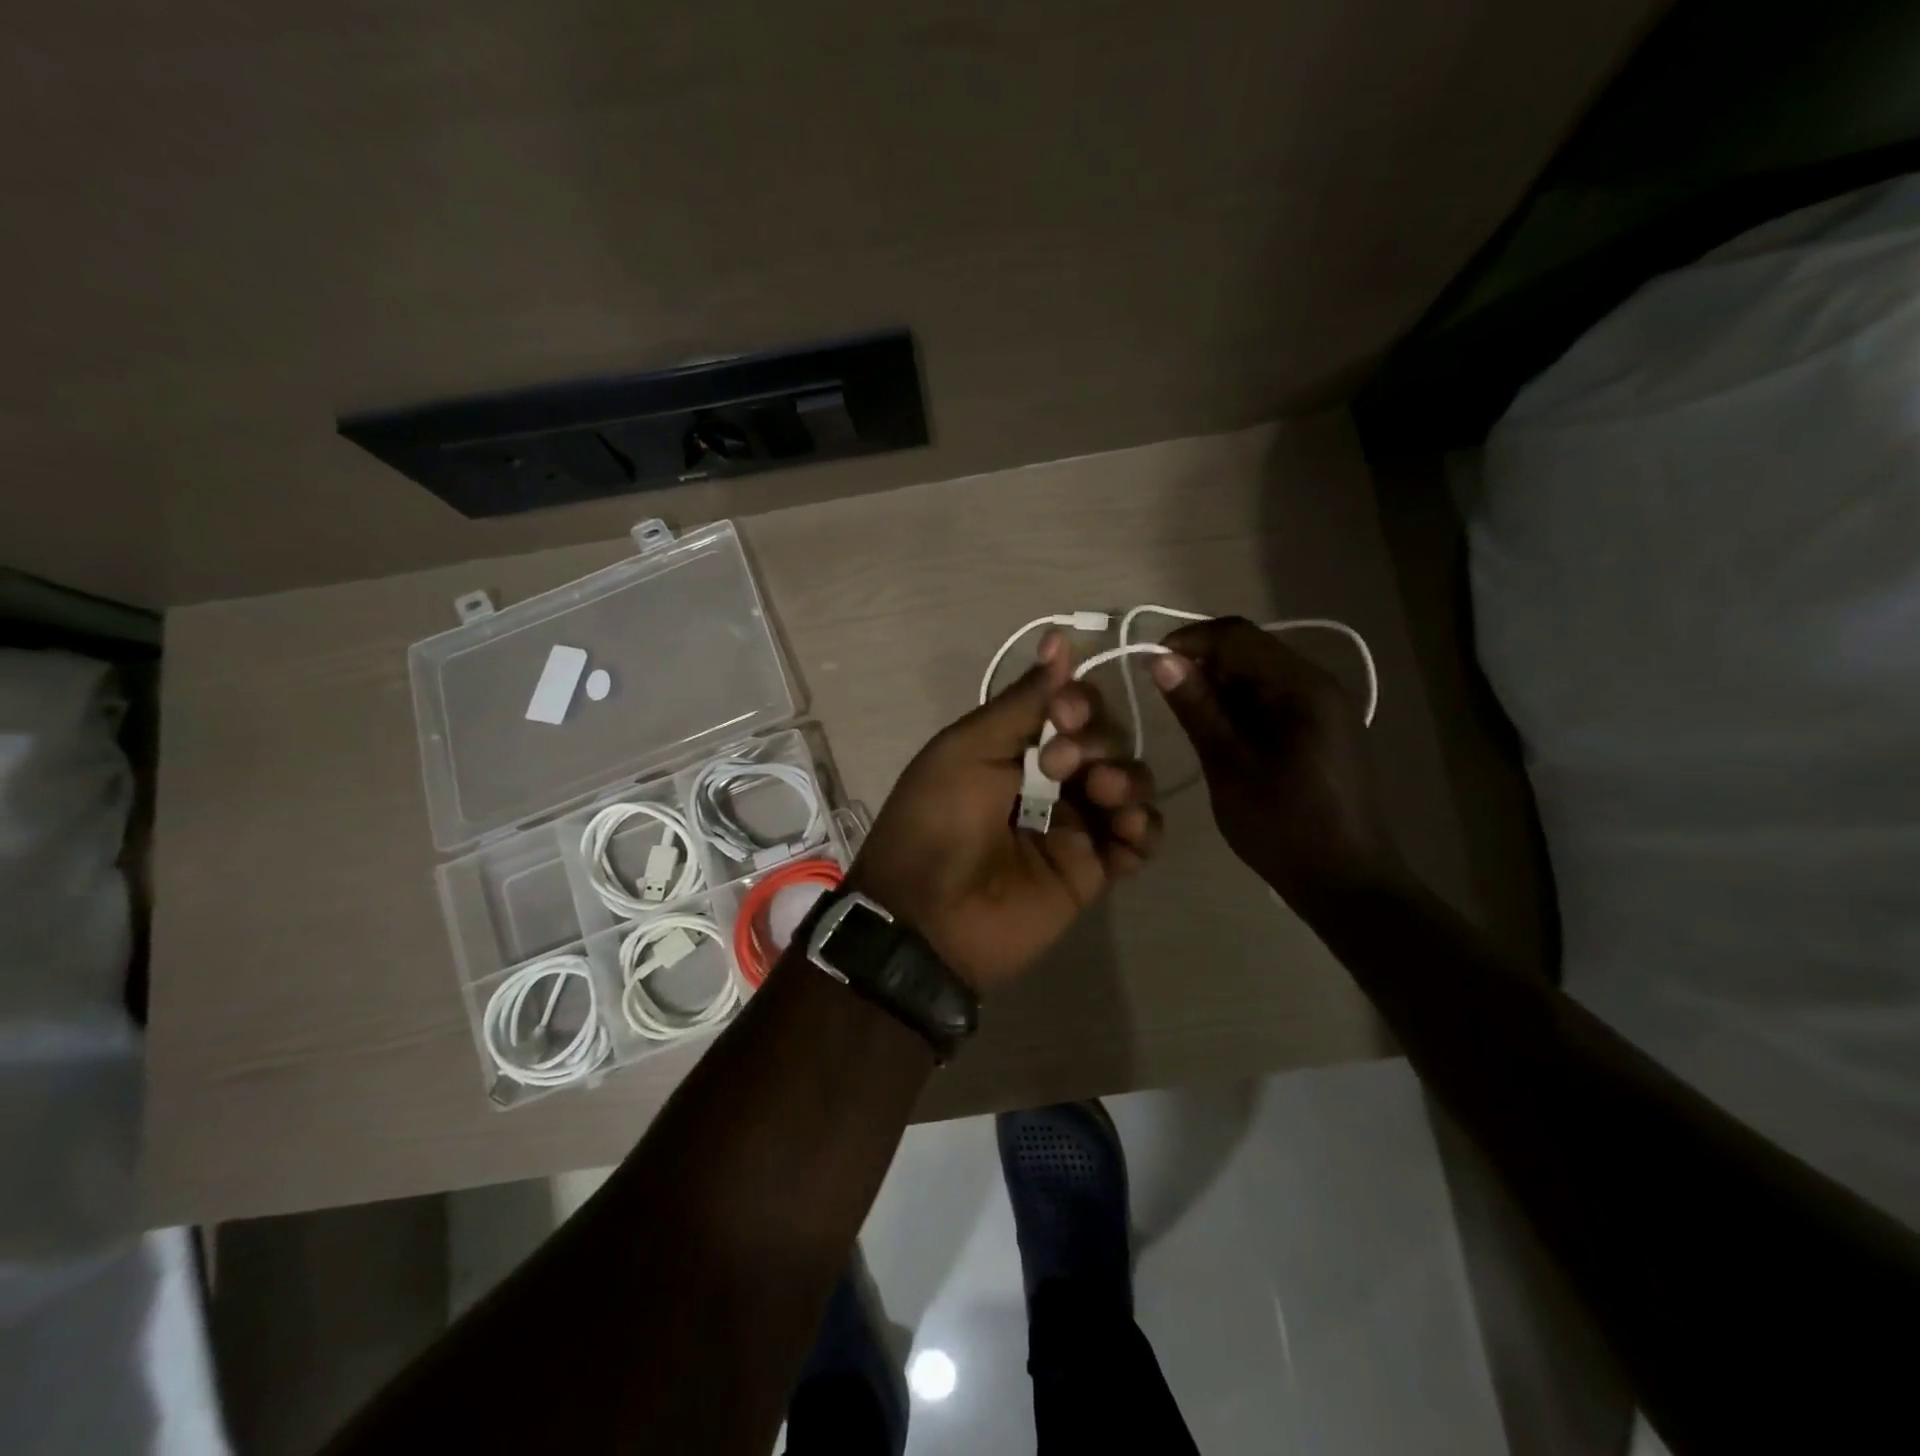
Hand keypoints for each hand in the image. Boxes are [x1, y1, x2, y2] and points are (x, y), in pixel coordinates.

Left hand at [847, 632, 1162, 993]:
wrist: (929, 916)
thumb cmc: (939, 819)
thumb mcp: (968, 747)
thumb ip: (1022, 700)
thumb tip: (1058, 640)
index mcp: (1013, 748)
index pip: (1070, 708)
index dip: (1080, 702)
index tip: (1066, 713)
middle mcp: (1047, 781)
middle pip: (1105, 741)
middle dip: (1098, 740)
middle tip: (1065, 763)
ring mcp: (1072, 826)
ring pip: (1128, 784)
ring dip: (1126, 777)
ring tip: (1101, 794)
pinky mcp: (1092, 871)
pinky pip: (1138, 839)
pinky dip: (1144, 826)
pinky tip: (1127, 825)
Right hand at [1151, 617, 1402, 911]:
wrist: (1346, 883)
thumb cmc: (1284, 826)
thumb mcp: (1229, 765)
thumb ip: (1197, 708)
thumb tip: (1162, 661)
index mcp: (1303, 687)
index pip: (1237, 636)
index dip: (1189, 642)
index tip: (1150, 664)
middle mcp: (1319, 685)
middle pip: (1251, 651)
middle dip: (1203, 664)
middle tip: (1163, 695)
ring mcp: (1324, 708)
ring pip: (1259, 675)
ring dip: (1219, 686)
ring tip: (1185, 716)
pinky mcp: (1321, 730)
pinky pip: (1272, 700)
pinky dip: (1239, 706)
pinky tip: (1217, 732)